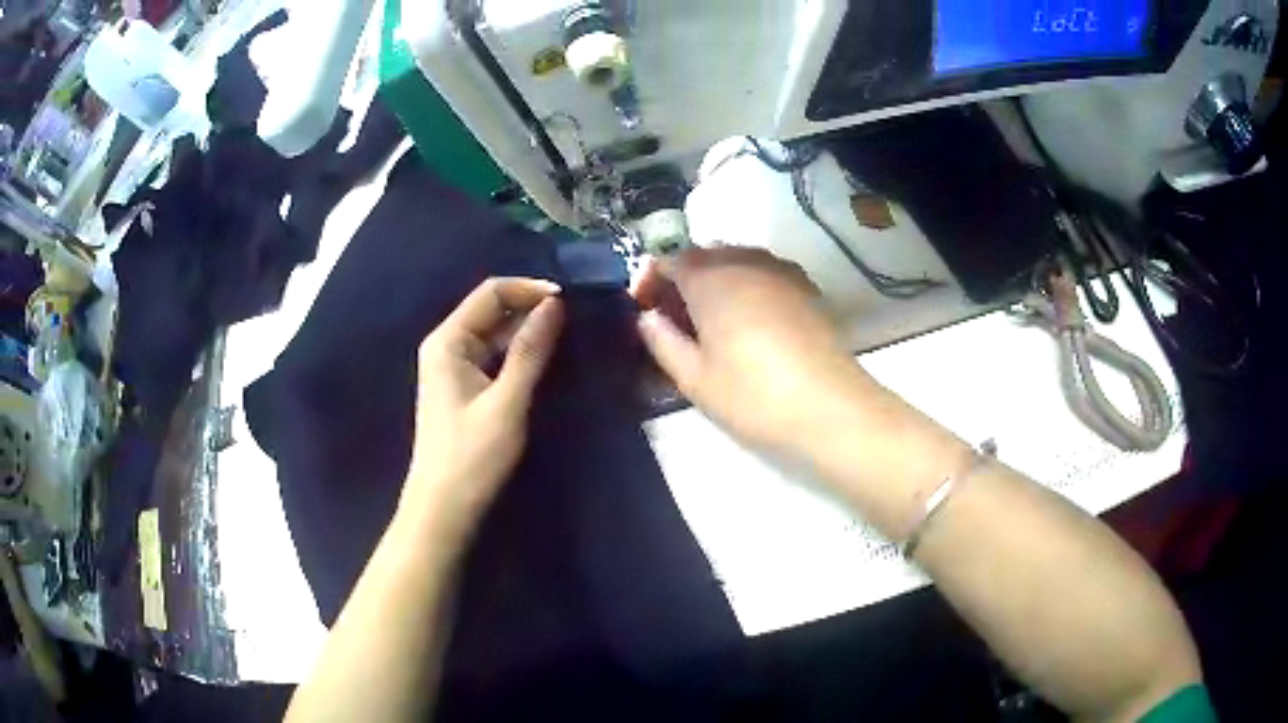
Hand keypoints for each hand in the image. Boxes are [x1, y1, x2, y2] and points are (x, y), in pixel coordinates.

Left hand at [402, 278, 564, 541]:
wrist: (444, 510)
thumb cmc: (472, 458)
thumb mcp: (506, 403)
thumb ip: (530, 351)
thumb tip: (555, 304)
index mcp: (448, 340)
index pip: (491, 292)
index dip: (530, 289)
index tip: (570, 300)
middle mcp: (448, 345)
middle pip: (493, 310)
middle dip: (533, 309)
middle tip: (578, 318)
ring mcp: (456, 368)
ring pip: (497, 334)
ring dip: (530, 332)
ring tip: (571, 335)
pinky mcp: (466, 388)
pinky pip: (496, 357)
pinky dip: (521, 354)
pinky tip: (549, 360)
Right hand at [635, 247, 872, 454]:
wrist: (830, 407)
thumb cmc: (753, 395)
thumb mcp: (694, 378)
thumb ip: (662, 341)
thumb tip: (646, 318)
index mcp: (710, 278)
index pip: (667, 261)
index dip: (648, 283)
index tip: (643, 313)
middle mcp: (744, 260)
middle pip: (702, 258)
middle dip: (681, 283)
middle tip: (674, 323)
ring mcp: (780, 270)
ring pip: (734, 263)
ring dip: (714, 284)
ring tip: (711, 325)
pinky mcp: (805, 286)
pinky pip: (763, 275)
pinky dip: (745, 289)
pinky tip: (749, 324)